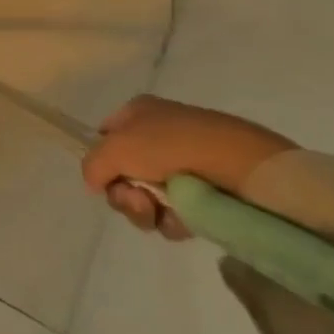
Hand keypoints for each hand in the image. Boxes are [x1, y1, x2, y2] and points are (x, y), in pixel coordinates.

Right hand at [82, 95, 295, 240]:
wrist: (241, 166)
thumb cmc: (172, 145)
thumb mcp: (115, 148)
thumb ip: (92, 165)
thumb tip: (95, 183)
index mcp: (139, 113)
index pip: (105, 137)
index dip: (101, 159)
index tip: (105, 175)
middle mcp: (159, 136)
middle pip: (122, 174)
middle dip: (122, 193)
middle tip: (136, 198)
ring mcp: (183, 167)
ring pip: (144, 199)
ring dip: (143, 210)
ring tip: (160, 210)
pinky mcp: (205, 194)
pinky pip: (173, 214)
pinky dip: (172, 220)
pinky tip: (183, 219)